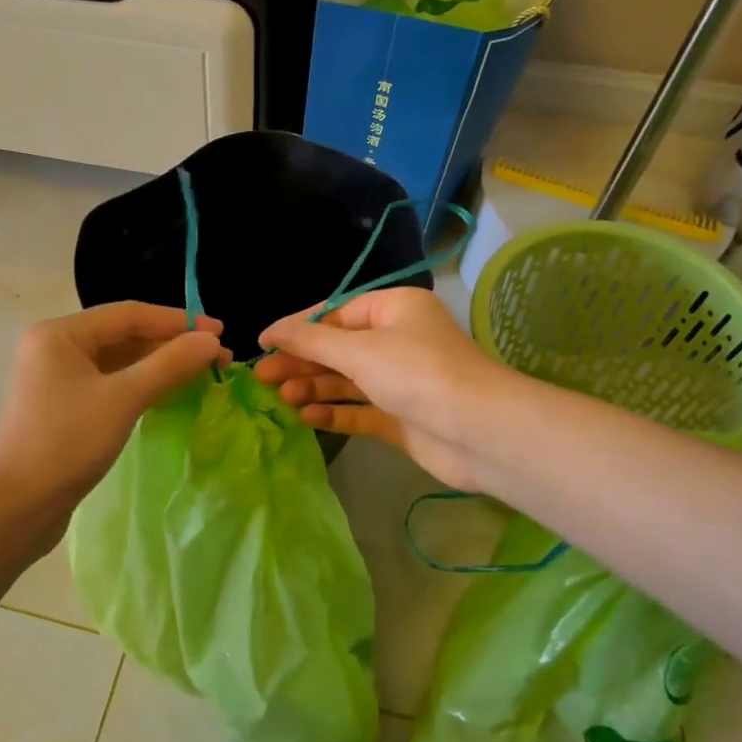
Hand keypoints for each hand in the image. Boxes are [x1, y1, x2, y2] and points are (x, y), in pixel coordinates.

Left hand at [0, 302, 227, 526]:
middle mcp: (57, 347)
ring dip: (160, 365)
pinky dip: (143, 385)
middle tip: (219, 357)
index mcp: (61, 333)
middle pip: (125, 335)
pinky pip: (112, 384)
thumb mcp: (123, 398)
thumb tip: (212, 340)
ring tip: (203, 374)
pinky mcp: (66, 407)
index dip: (178, 321)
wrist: (16, 506)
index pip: (129, 314)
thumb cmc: (66, 442)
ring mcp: (59, 378)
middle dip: (172, 344)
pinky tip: (171, 392)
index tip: (220, 332)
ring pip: (120, 361)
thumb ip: (170, 364)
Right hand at [256, 288, 499, 491]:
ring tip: (280, 399)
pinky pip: (360, 410)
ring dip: (313, 387)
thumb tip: (270, 331)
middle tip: (261, 378)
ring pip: (346, 380)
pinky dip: (334, 411)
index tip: (262, 343)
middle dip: (301, 361)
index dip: (297, 327)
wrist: (479, 431)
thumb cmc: (417, 373)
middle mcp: (397, 340)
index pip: (335, 312)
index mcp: (393, 310)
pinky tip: (306, 416)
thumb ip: (310, 340)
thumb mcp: (359, 349)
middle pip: (337, 348)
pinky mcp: (401, 416)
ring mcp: (400, 381)